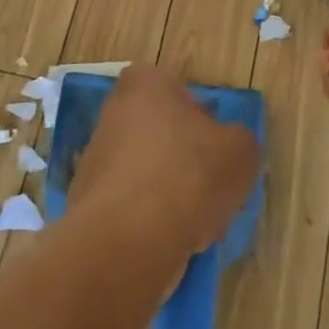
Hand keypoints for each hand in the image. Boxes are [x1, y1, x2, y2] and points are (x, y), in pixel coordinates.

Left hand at [72, 64, 260, 262]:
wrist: (129, 240)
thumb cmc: (188, 175)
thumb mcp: (240, 151)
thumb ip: (238, 140)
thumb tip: (228, 147)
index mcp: (144, 86)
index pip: (170, 86)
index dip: (195, 112)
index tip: (212, 141)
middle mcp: (112, 115)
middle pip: (157, 131)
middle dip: (182, 157)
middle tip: (210, 186)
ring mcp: (95, 160)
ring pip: (145, 172)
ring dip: (168, 192)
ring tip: (196, 223)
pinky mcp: (88, 205)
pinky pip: (130, 206)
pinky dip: (149, 221)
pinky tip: (171, 241)